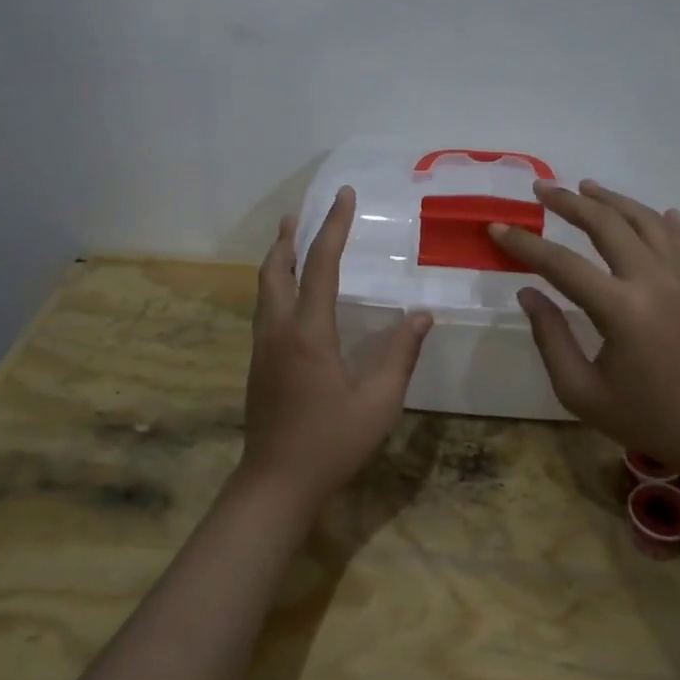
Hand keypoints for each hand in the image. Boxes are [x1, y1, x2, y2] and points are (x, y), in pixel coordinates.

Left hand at [242, 186, 432, 506]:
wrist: (276, 482)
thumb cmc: (332, 442)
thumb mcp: (379, 401)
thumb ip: (401, 354)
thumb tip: (421, 315)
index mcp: (309, 332)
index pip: (321, 265)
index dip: (332, 227)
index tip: (343, 196)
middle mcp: (279, 330)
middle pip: (276, 269)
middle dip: (289, 237)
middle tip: (302, 213)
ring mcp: (263, 347)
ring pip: (265, 288)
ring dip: (278, 259)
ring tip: (290, 240)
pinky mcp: (258, 363)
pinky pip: (265, 308)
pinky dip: (276, 285)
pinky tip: (290, 294)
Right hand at [488, 180, 679, 480]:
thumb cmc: (643, 418)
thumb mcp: (580, 391)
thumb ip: (551, 337)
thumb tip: (528, 293)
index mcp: (620, 310)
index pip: (562, 265)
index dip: (525, 245)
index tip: (497, 227)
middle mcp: (652, 283)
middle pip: (607, 226)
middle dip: (570, 202)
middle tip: (541, 188)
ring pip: (646, 223)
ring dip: (614, 201)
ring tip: (586, 187)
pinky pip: (679, 243)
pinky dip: (663, 222)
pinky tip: (656, 210)